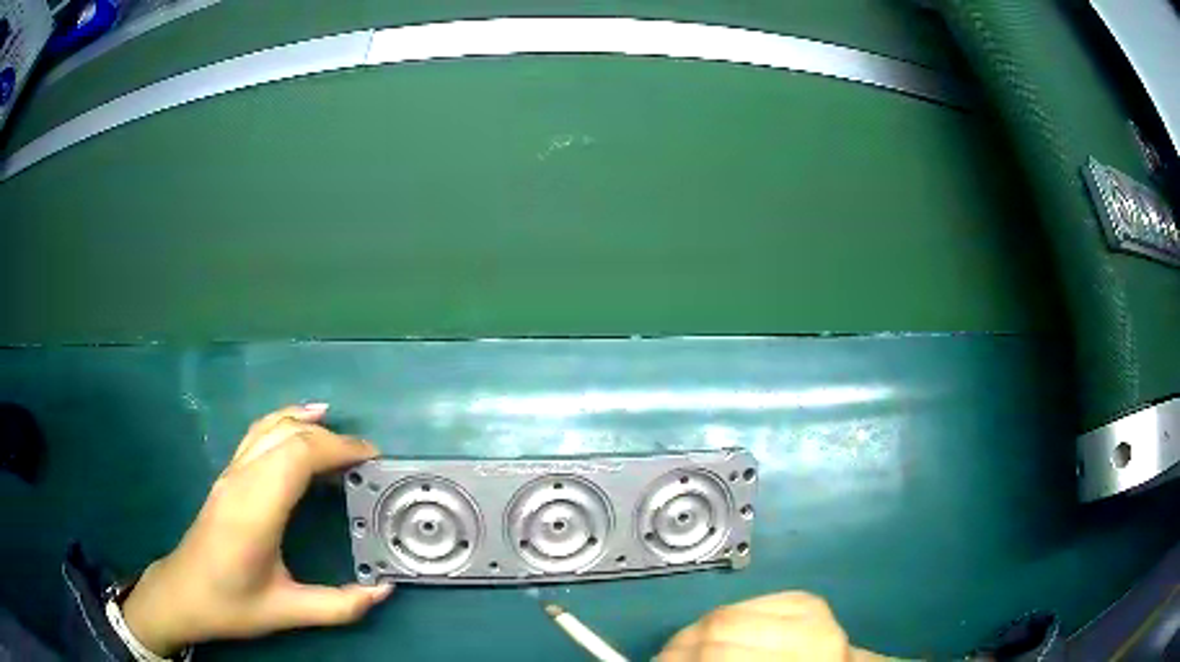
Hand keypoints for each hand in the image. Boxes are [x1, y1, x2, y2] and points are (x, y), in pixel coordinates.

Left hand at [121, 404, 391, 655]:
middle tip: (366, 458)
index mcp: (254, 510)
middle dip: (331, 438)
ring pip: (269, 427)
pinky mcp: (227, 477)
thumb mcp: (287, 612)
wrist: (183, 594)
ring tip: (338, 428)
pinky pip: (257, 435)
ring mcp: (230, 474)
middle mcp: (240, 480)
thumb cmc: (231, 604)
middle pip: (287, 435)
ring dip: (306, 423)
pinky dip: (283, 423)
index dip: (337, 448)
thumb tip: (384, 591)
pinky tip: (297, 426)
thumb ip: (339, 605)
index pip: (297, 456)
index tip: (372, 460)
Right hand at [658, 592, 891, 660]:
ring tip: (684, 651)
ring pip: (727, 609)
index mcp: (802, 656)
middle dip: (680, 645)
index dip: (676, 658)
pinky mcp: (805, 598)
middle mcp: (809, 627)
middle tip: (662, 660)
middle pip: (718, 623)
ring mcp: (809, 607)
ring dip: (695, 632)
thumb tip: (664, 661)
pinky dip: (721, 620)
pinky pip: (746, 602)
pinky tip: (716, 637)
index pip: (715, 649)